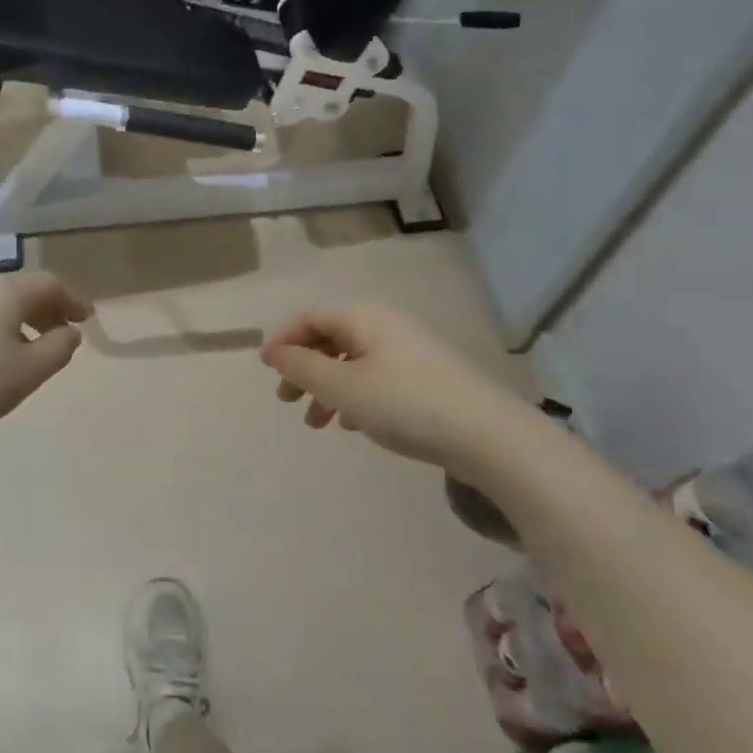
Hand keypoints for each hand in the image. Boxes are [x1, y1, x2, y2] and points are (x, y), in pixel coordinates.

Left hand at [0, 274, 91, 444]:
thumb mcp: (27, 372)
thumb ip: (58, 349)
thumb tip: (70, 332)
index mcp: (6, 291)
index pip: (50, 283)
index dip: (74, 300)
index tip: (86, 320)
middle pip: (23, 288)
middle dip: (49, 309)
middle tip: (62, 334)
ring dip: (23, 319)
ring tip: (30, 349)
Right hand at [261, 305, 506, 466]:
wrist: (486, 435)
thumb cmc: (405, 403)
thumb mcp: (343, 387)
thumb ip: (303, 368)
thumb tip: (274, 351)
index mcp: (364, 318)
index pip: (311, 317)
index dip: (284, 340)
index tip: (266, 371)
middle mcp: (386, 326)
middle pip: (331, 338)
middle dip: (304, 368)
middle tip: (286, 401)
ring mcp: (408, 351)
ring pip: (352, 362)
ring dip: (327, 388)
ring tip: (317, 424)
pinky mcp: (425, 378)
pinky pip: (376, 378)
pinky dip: (354, 396)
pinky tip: (352, 423)